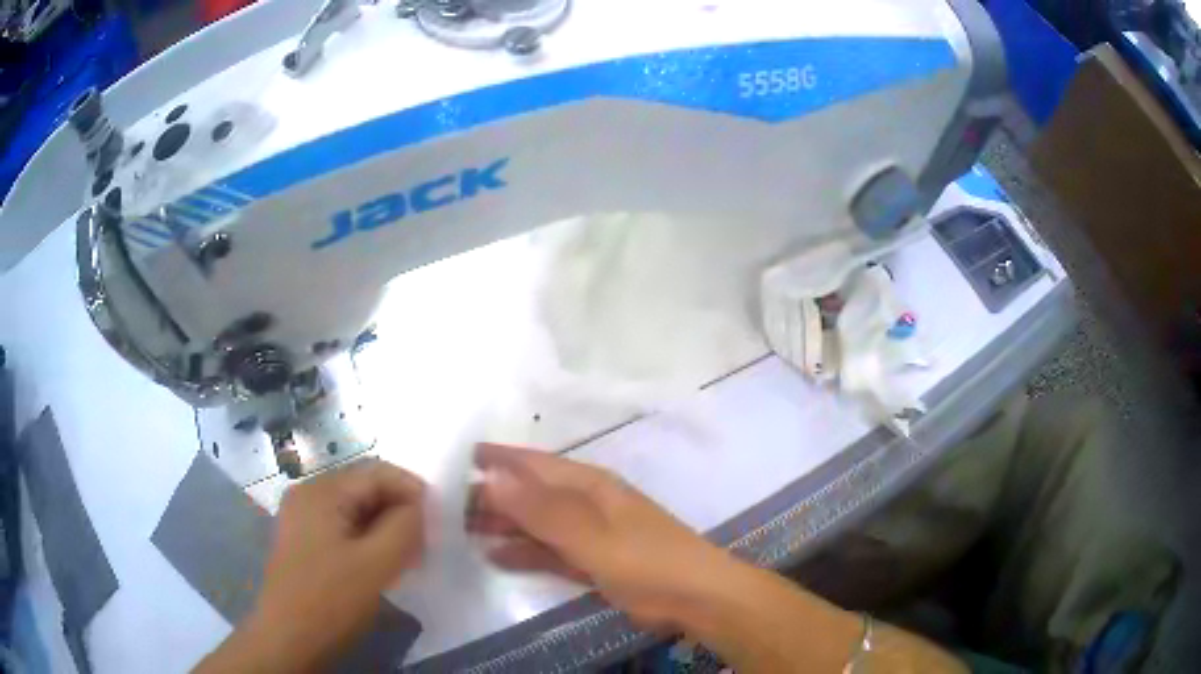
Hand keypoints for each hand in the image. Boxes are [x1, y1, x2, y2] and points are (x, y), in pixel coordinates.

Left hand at [196, 458, 425, 672]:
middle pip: (364, 488)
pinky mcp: (303, 541)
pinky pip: (342, 527)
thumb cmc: (331, 599)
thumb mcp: (377, 564)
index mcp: (321, 491)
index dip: (413, 491)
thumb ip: (405, 527)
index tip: (440, 520)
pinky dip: (367, 538)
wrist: (288, 639)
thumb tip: (419, 507)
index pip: (377, 472)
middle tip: (425, 542)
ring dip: (385, 526)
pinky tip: (380, 563)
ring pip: (355, 510)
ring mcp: (301, 518)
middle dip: (399, 510)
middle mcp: (307, 494)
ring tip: (408, 555)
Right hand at [468, 443, 737, 631]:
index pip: (534, 464)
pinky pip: (549, 553)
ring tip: (461, 530)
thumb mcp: (590, 534)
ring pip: (536, 525)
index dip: (499, 459)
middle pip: (530, 495)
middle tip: (448, 505)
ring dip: (504, 526)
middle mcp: (586, 504)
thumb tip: (491, 476)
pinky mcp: (592, 563)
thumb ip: (540, 509)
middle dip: (493, 497)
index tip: (460, 458)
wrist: (693, 597)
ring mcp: (589, 535)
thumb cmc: (644, 559)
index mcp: (588, 486)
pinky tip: (496, 557)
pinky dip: (524, 554)